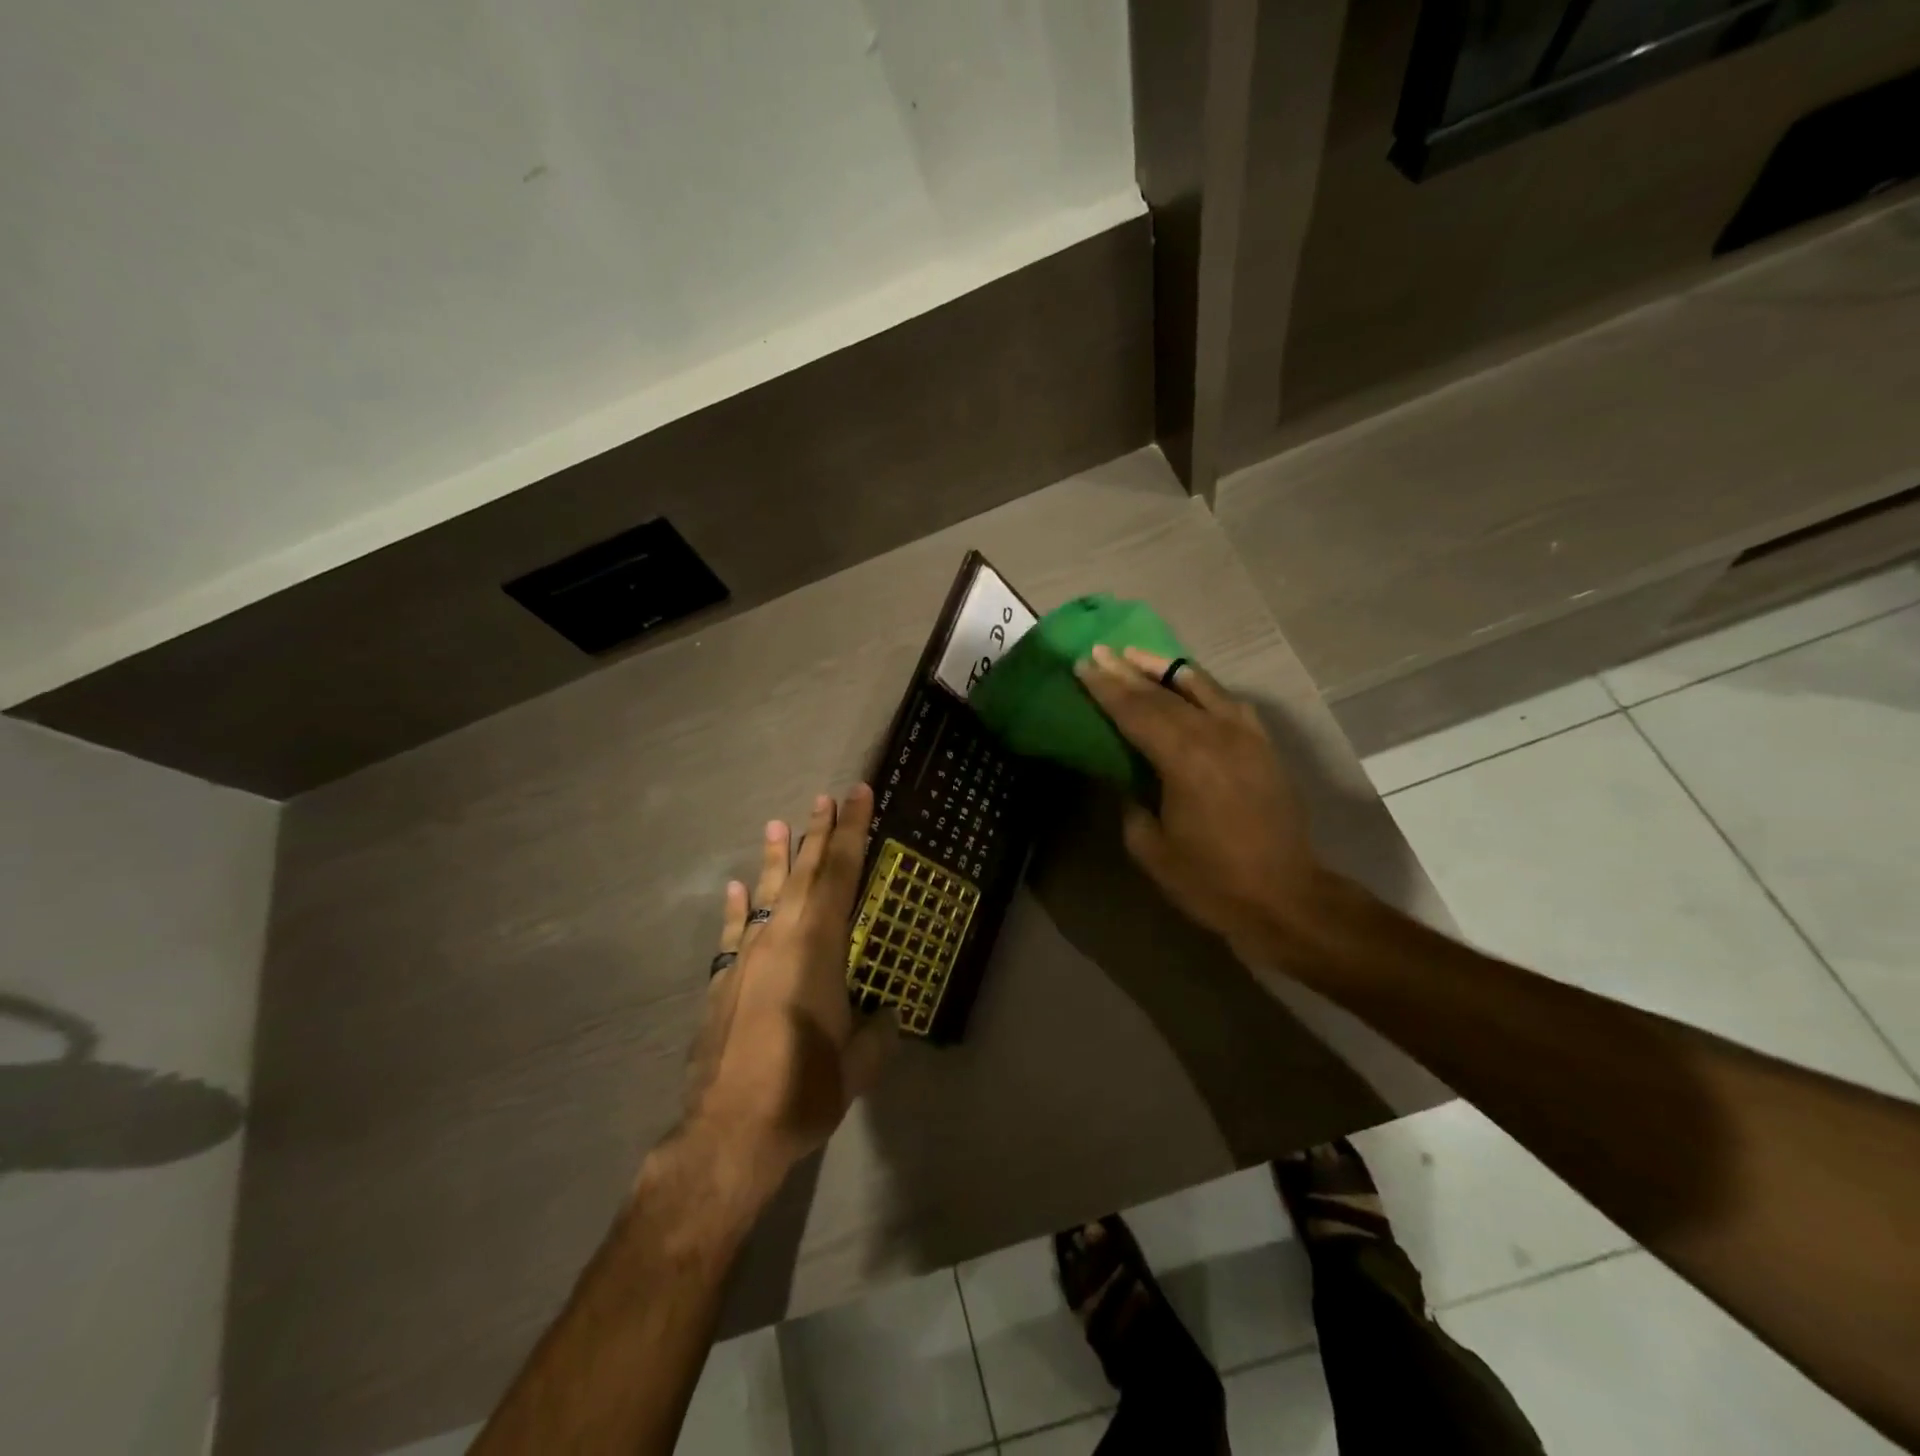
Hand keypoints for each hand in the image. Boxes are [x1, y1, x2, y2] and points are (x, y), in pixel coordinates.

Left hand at [682, 786, 895, 1192]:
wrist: (727, 1133)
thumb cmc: (802, 1091)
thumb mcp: (858, 1065)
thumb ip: (878, 1032)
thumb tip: (890, 1016)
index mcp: (818, 949)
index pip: (841, 875)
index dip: (853, 832)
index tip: (858, 795)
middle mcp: (780, 939)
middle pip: (803, 874)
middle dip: (818, 833)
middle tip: (826, 797)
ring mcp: (746, 957)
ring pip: (764, 893)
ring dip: (774, 858)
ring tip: (777, 823)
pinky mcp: (723, 981)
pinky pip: (732, 931)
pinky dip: (734, 906)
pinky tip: (733, 887)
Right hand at [1073, 645, 1327, 961]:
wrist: (1285, 898)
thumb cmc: (1210, 880)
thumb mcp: (1151, 848)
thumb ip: (1131, 803)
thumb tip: (1125, 778)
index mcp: (1183, 760)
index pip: (1136, 712)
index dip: (1106, 688)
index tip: (1083, 665)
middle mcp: (1216, 736)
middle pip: (1163, 694)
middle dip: (1127, 672)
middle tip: (1099, 652)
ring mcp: (1245, 737)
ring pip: (1200, 687)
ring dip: (1165, 669)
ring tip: (1136, 654)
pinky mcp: (1263, 746)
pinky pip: (1228, 702)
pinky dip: (1202, 687)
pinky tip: (1189, 683)